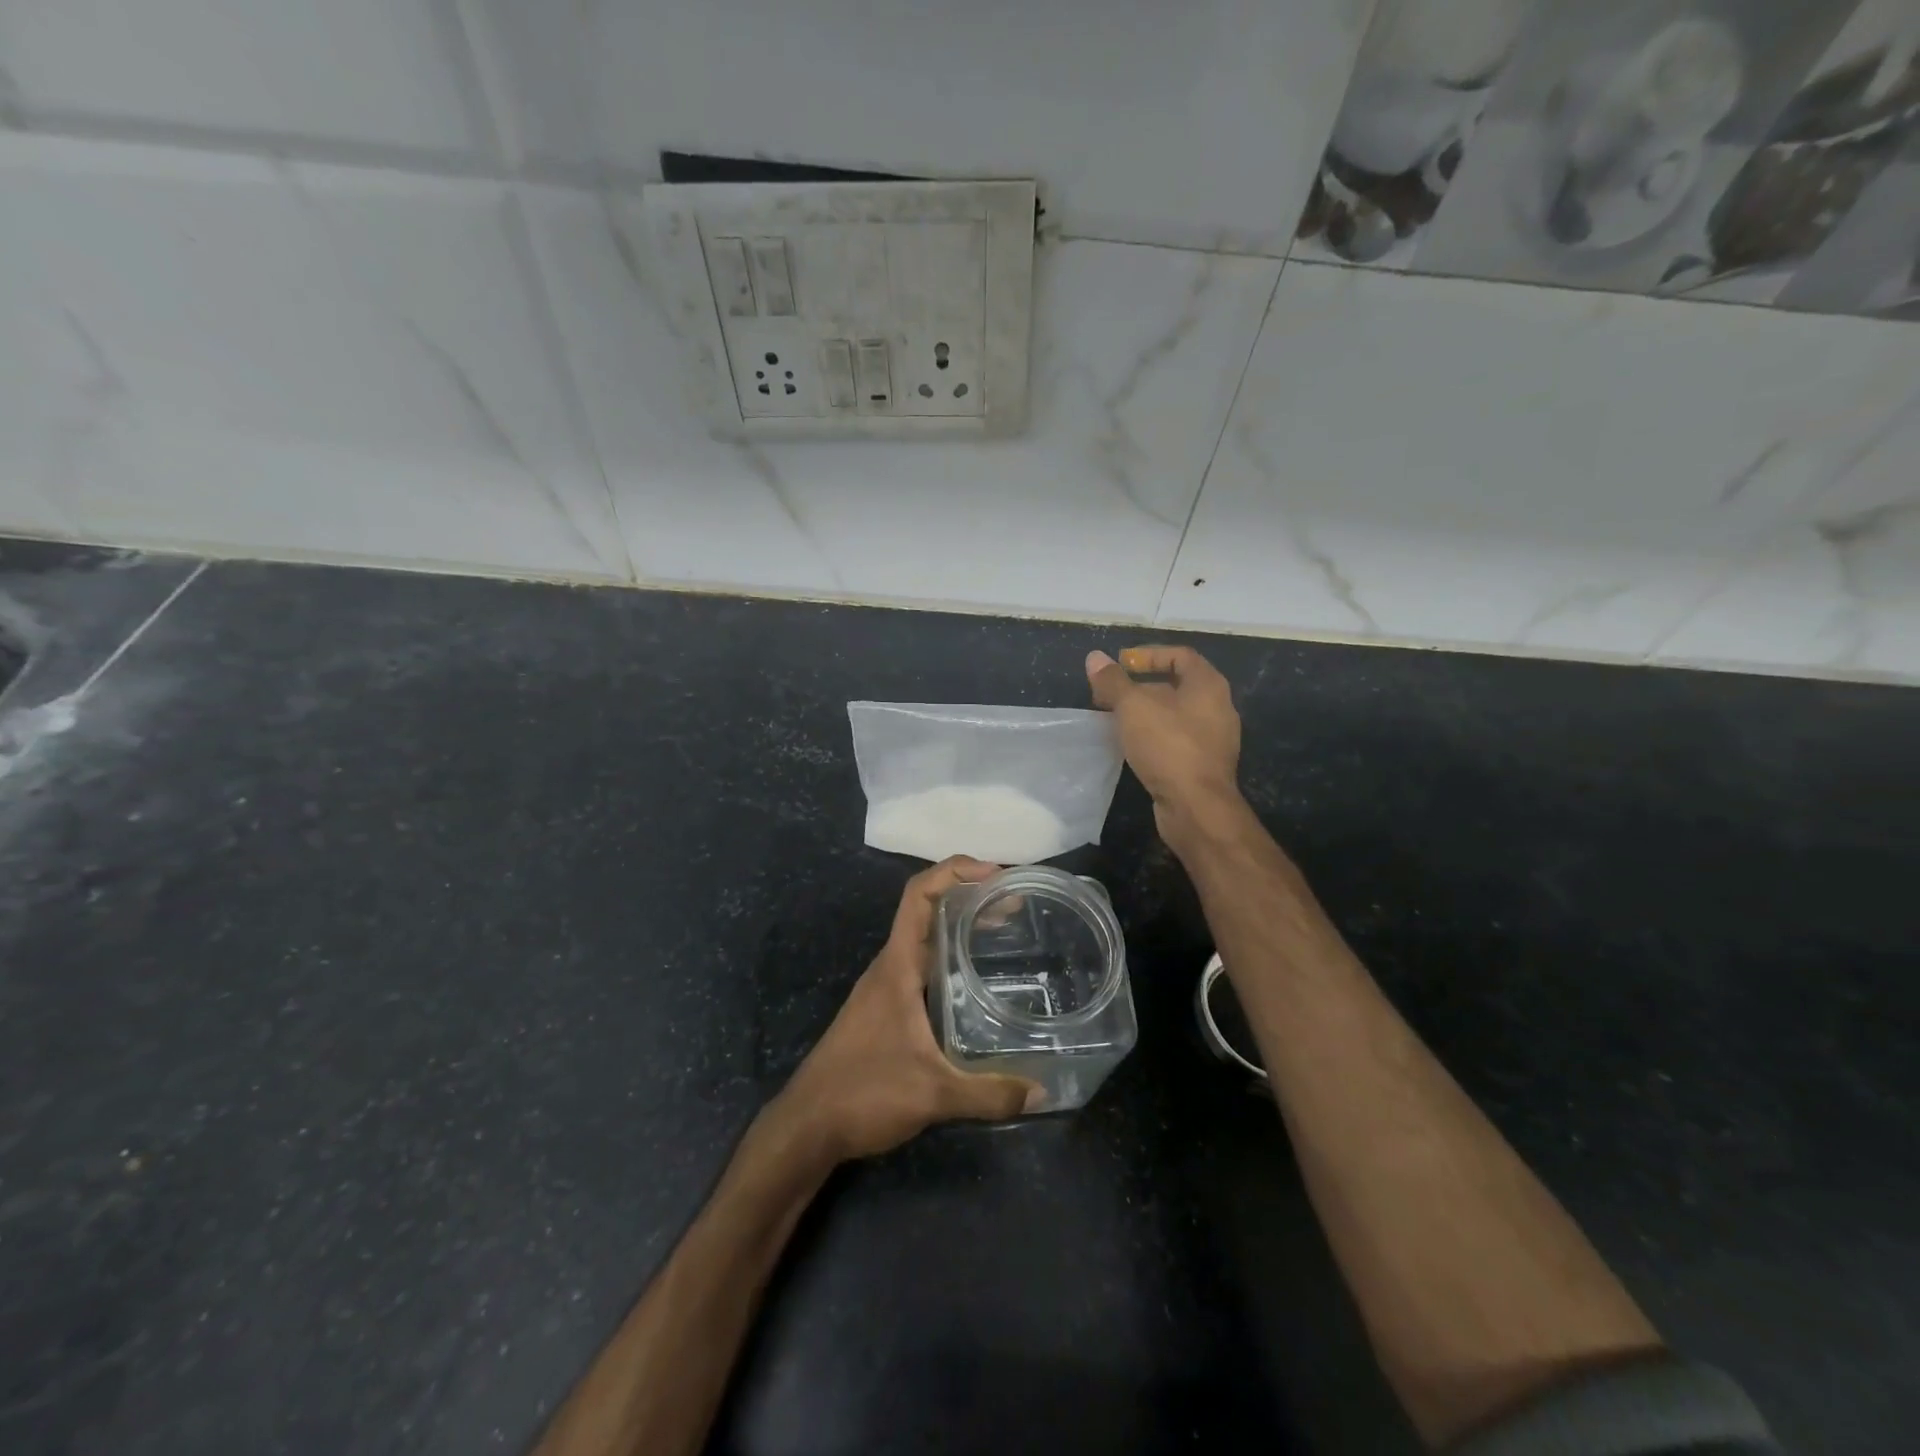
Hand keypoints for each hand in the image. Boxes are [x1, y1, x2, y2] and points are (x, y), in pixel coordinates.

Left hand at [770, 857, 1041, 1162]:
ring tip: (1005, 929)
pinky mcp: (887, 1009)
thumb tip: (1042, 1092)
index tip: (996, 874)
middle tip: (1015, 902)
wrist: (807, 1125)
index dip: (954, 871)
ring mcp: (887, 987)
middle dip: (969, 896)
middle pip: (928, 910)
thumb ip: (988, 1094)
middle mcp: (891, 967)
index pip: (919, 895)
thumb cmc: (863, 1093)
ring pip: (926, 938)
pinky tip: (976, 980)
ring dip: (960, 925)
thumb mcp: (933, 1095)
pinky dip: (951, 956)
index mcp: (897, 966)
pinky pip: (924, 965)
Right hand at [1087, 645, 1242, 841]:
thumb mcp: (1133, 707)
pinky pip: (1175, 740)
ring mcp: (1213, 739)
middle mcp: (1217, 708)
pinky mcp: (1203, 765)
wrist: (1196, 807)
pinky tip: (1130, 746)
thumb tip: (1095, 658)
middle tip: (1108, 694)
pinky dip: (1152, 736)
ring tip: (1113, 719)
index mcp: (1208, 686)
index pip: (1180, 655)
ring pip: (1174, 715)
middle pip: (1176, 686)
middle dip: (1140, 686)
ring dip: (1143, 713)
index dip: (1148, 654)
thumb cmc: (1168, 746)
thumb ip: (1113, 681)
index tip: (1120, 663)